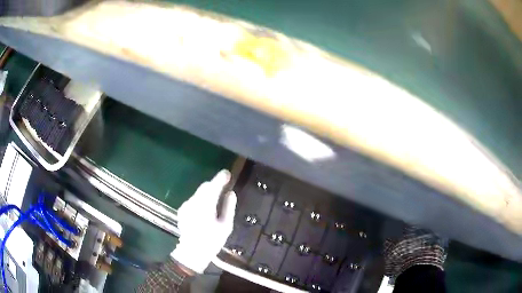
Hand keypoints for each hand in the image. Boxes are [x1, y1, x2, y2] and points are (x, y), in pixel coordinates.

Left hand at [171, 170, 236, 272]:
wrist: (192, 252)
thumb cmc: (212, 240)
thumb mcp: (225, 226)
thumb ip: (229, 207)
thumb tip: (231, 193)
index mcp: (206, 206)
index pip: (213, 186)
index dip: (221, 178)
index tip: (228, 174)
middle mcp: (194, 202)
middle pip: (205, 187)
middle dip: (214, 185)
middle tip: (224, 188)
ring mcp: (186, 205)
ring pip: (199, 193)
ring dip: (207, 193)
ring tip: (215, 201)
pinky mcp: (182, 210)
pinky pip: (194, 199)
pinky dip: (200, 200)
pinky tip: (204, 211)